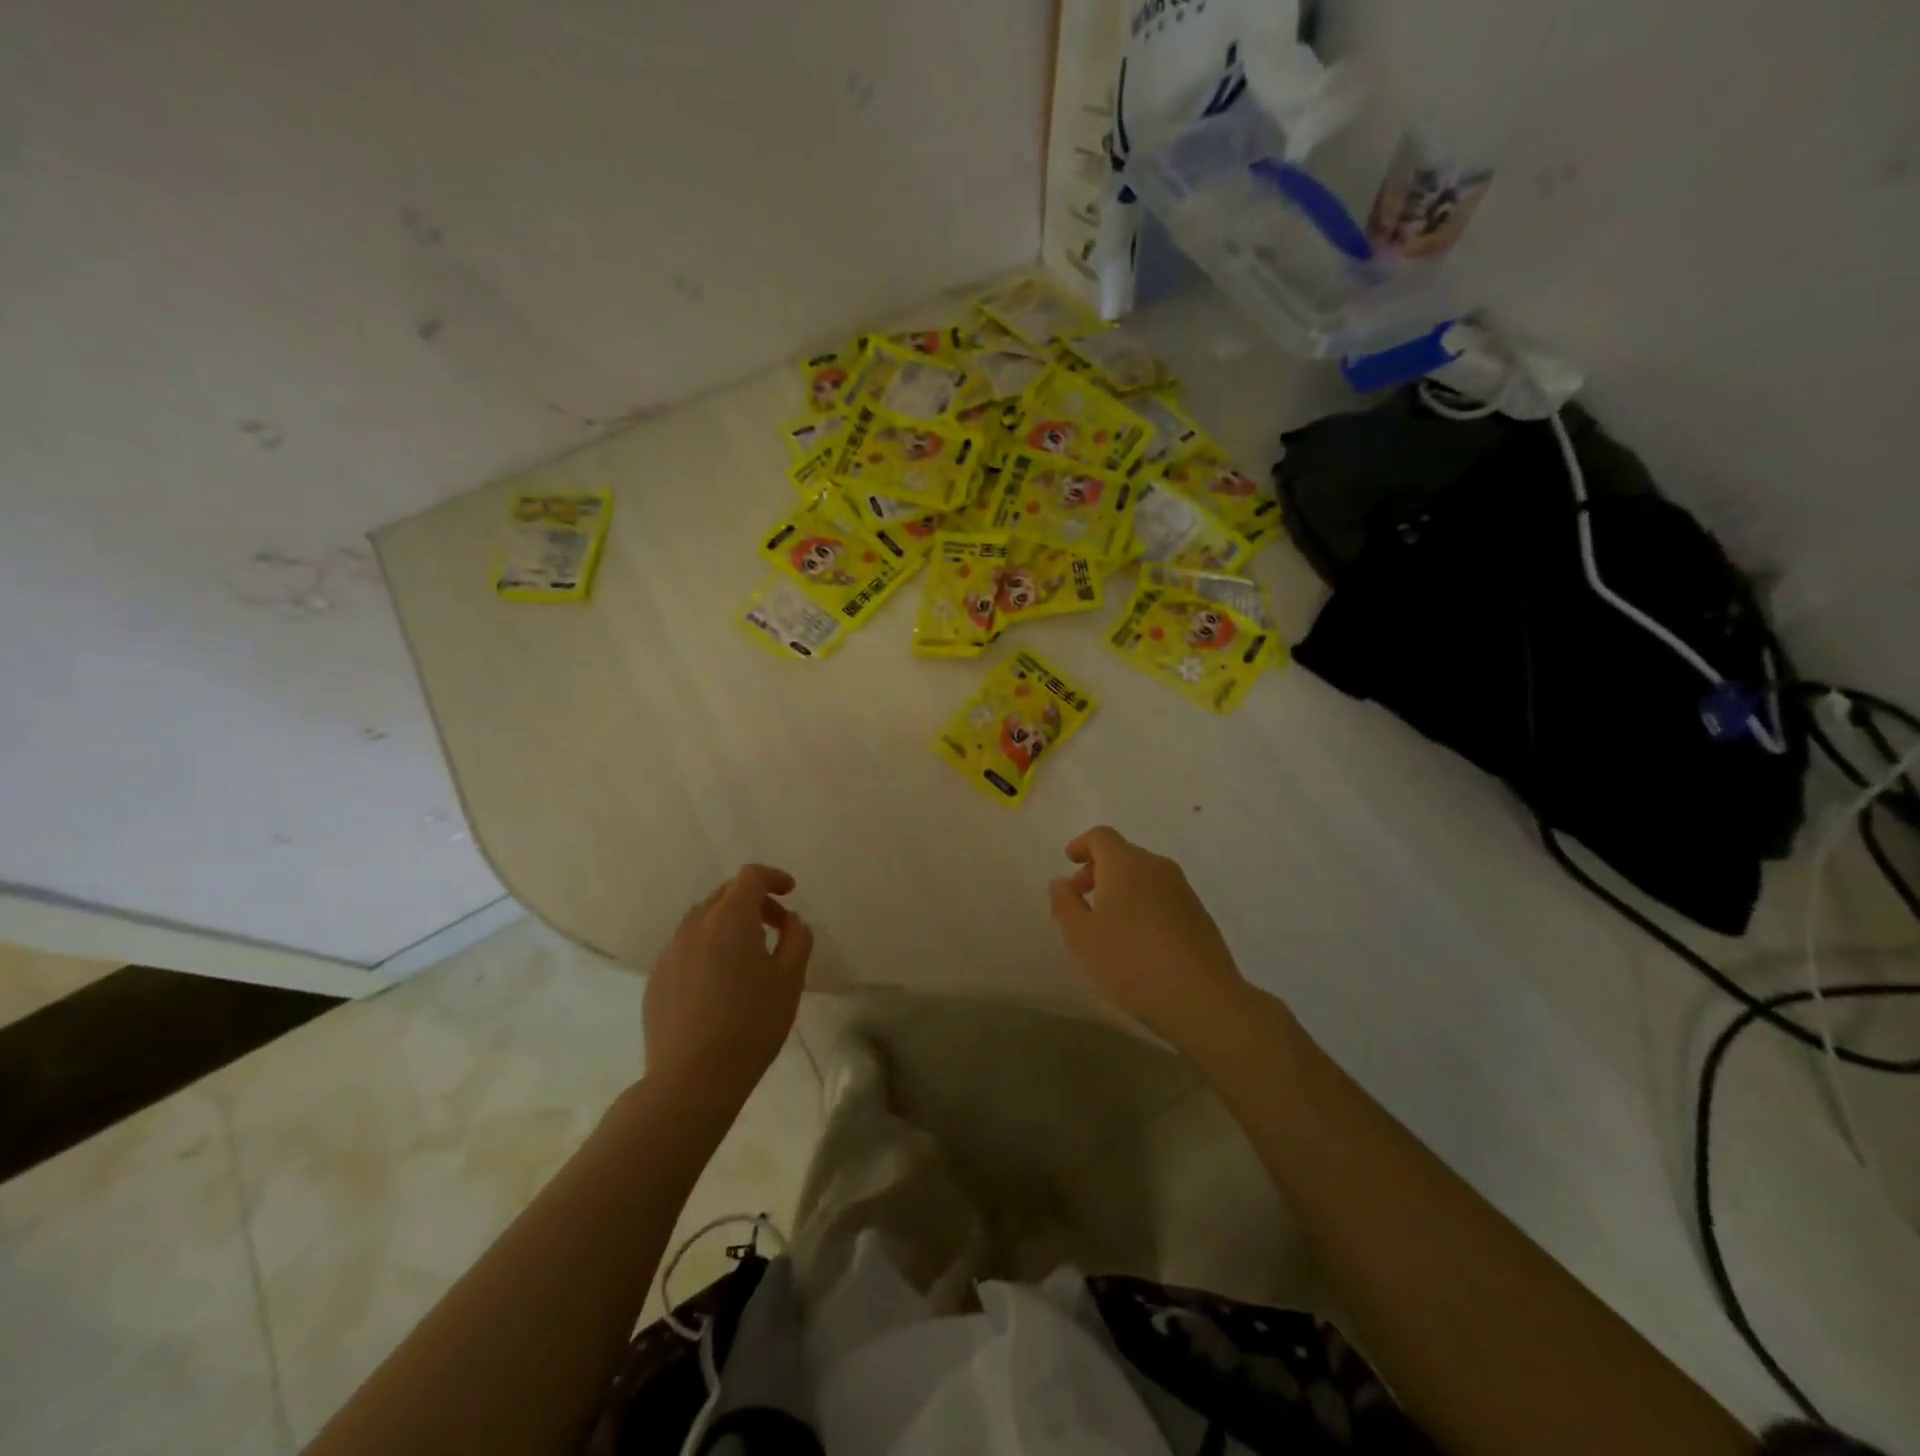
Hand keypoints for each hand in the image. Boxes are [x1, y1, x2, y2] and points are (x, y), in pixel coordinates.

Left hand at [643, 864, 812, 1102]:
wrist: (692, 1080)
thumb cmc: (751, 1024)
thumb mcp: (790, 979)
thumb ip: (796, 938)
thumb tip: (789, 920)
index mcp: (730, 918)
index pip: (750, 876)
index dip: (773, 877)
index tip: (790, 892)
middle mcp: (695, 925)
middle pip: (725, 894)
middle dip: (753, 900)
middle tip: (775, 925)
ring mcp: (670, 952)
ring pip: (702, 920)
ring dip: (728, 923)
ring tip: (748, 954)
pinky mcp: (656, 980)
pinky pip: (686, 948)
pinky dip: (707, 948)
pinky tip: (719, 983)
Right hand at [1048, 826, 1247, 1046]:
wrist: (1202, 999)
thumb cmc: (1131, 962)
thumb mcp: (1081, 937)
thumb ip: (1064, 904)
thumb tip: (1061, 882)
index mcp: (1126, 865)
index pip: (1101, 836)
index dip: (1082, 844)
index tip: (1069, 861)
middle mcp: (1156, 867)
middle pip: (1123, 854)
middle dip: (1098, 870)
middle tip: (1081, 898)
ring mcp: (1182, 889)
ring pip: (1143, 875)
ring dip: (1121, 888)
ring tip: (1107, 922)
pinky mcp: (1199, 913)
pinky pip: (1161, 895)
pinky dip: (1142, 902)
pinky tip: (1137, 938)